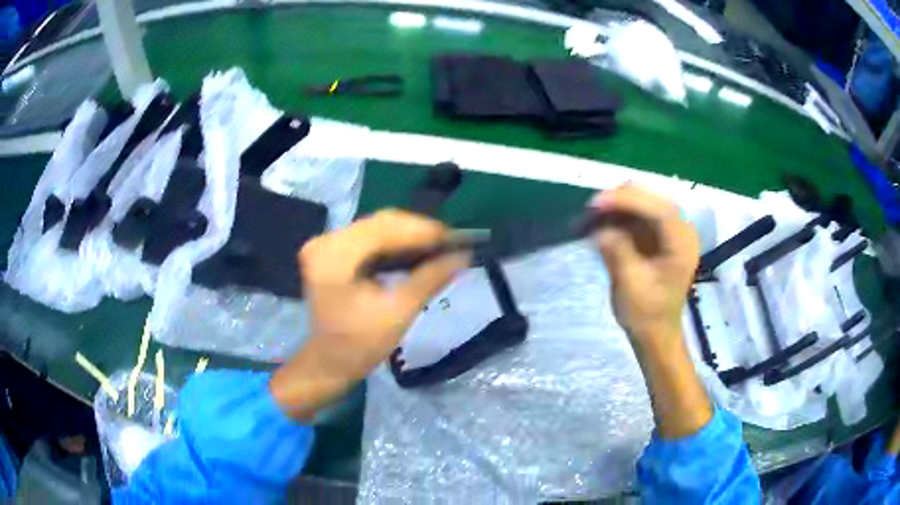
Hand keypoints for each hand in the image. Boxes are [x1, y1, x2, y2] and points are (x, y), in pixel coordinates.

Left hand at [270, 210, 467, 419]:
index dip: (423, 230)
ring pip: (377, 228)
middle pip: (381, 223)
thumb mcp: (399, 313)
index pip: (385, 227)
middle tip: (452, 244)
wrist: (328, 363)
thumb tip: (463, 255)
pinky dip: (395, 244)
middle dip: (418, 232)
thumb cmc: (359, 345)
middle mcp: (326, 240)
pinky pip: (370, 238)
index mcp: (334, 254)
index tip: (457, 238)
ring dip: (409, 237)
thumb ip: (430, 279)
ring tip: (439, 248)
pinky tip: (416, 253)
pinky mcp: (332, 252)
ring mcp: (326, 244)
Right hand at [590, 184, 699, 344]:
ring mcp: (669, 230)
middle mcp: (680, 230)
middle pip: (650, 198)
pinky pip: (637, 214)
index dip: (627, 200)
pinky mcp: (658, 234)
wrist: (656, 333)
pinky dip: (617, 215)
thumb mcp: (630, 285)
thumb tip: (599, 228)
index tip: (596, 204)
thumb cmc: (647, 314)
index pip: (659, 209)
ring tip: (589, 219)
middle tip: (589, 212)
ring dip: (615, 207)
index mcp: (682, 244)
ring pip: (641, 201)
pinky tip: (599, 224)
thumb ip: (617, 251)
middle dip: (618, 200)